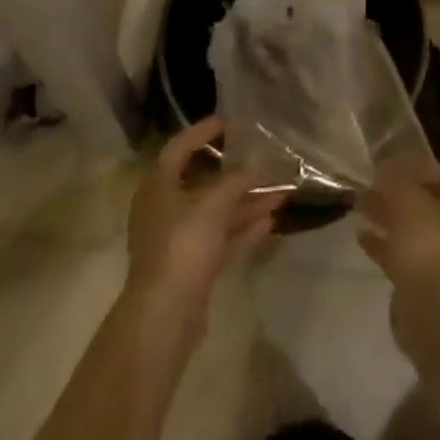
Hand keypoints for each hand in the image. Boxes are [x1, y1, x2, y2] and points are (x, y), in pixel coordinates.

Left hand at [123, 116, 284, 338]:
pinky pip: (220, 239)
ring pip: (216, 213)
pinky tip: (269, 221)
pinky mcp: (192, 268)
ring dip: (246, 202)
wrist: (165, 316)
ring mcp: (178, 241)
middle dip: (235, 173)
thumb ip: (236, 180)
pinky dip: (242, 229)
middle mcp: (165, 209)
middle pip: (202, 182)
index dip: (203, 132)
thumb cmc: (183, 244)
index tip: (229, 123)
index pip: (179, 147)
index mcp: (158, 185)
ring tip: (280, 192)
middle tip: (260, 158)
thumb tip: (255, 164)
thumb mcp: (213, 204)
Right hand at [356, 166, 439, 367]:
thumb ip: (394, 179)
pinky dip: (384, 245)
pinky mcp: (424, 285)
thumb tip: (384, 167)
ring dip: (387, 216)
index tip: (391, 164)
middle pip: (426, 203)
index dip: (418, 167)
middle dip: (397, 193)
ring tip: (359, 203)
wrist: (433, 314)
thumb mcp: (406, 197)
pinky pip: (402, 256)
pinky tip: (361, 235)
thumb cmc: (428, 243)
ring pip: (412, 229)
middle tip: (370, 182)